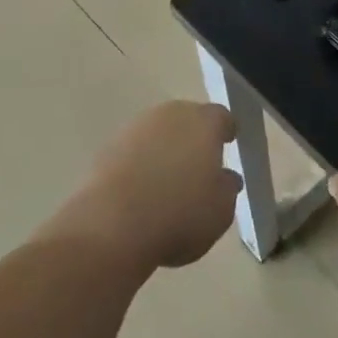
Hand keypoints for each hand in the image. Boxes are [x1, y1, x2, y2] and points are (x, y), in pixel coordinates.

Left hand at [48, 101, 240, 273]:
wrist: (113, 223)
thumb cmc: (180, 215)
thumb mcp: (220, 211)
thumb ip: (226, 188)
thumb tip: (226, 176)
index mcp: (203, 122)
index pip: (221, 117)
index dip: (226, 130)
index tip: (228, 142)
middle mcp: (170, 115)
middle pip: (188, 119)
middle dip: (195, 137)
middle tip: (200, 163)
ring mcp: (136, 127)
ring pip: (159, 132)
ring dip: (166, 148)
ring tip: (170, 178)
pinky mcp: (109, 145)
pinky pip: (136, 149)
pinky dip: (142, 161)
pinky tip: (143, 187)